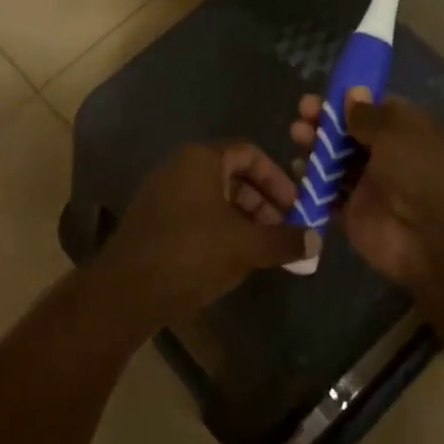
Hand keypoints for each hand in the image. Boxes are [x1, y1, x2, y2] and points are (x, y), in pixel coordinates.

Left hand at [106, 141, 307, 321]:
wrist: (127, 290)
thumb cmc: (192, 254)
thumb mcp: (247, 246)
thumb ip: (285, 240)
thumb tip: (316, 240)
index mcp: (200, 158)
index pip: (250, 153)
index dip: (279, 179)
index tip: (297, 208)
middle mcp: (179, 166)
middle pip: (233, 174)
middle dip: (264, 201)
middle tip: (284, 232)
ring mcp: (163, 192)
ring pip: (215, 196)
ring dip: (244, 218)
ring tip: (264, 249)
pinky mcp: (154, 219)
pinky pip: (197, 212)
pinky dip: (221, 227)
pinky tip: (234, 258)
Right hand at [289, 90, 443, 293]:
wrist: (437, 238)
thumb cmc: (423, 171)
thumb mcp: (397, 130)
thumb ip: (368, 114)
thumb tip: (353, 92)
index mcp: (410, 132)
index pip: (375, 110)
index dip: (348, 101)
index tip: (323, 96)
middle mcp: (390, 157)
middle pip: (350, 135)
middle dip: (325, 122)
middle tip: (303, 114)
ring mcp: (371, 187)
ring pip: (336, 161)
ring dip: (316, 146)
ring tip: (298, 135)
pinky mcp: (354, 214)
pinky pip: (327, 194)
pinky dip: (311, 182)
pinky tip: (298, 168)